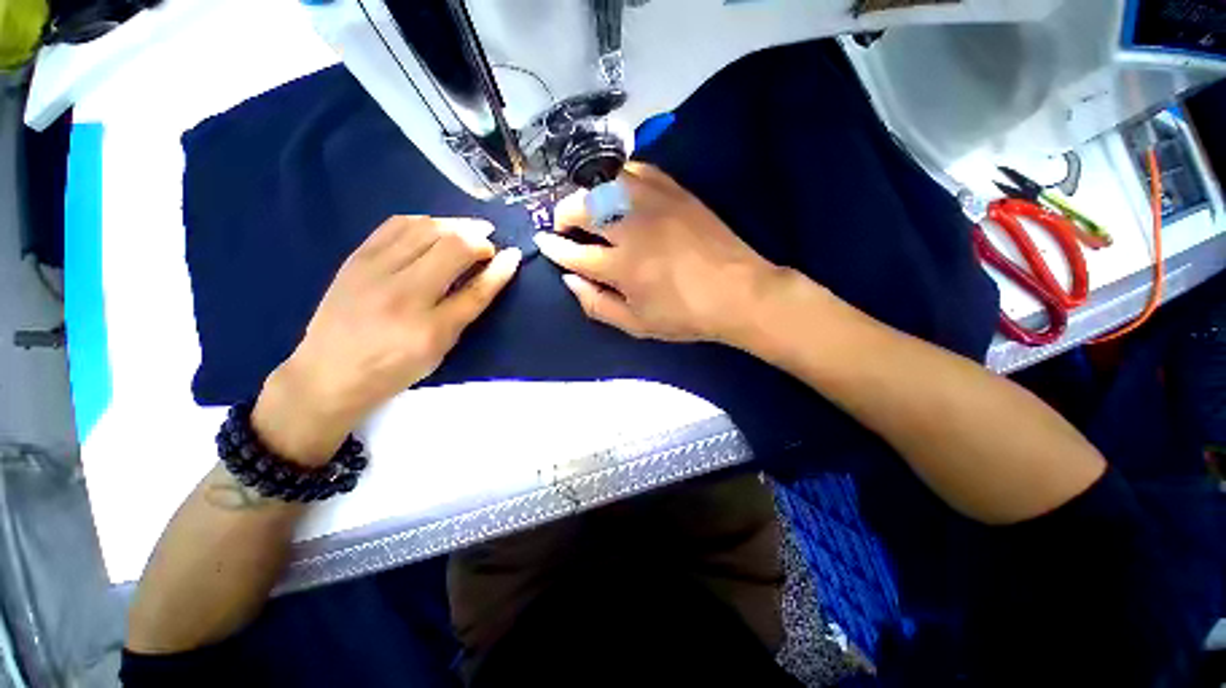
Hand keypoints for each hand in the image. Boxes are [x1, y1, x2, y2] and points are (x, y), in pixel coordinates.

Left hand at [253, 216, 520, 464]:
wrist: (328, 373)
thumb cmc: (395, 368)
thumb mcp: (440, 348)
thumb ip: (467, 308)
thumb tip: (492, 273)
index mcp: (429, 328)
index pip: (476, 289)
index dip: (500, 268)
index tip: (514, 254)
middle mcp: (403, 293)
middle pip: (453, 247)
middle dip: (479, 240)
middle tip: (488, 246)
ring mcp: (375, 270)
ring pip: (426, 228)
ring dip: (456, 225)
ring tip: (469, 231)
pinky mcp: (356, 257)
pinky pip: (396, 224)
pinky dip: (425, 221)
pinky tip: (436, 228)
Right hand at [534, 162, 786, 343]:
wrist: (739, 292)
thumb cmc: (686, 315)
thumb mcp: (637, 324)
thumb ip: (597, 304)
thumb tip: (569, 280)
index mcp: (622, 266)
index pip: (574, 253)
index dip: (554, 248)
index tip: (543, 243)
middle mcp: (633, 228)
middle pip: (583, 208)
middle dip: (563, 214)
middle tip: (562, 225)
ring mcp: (655, 203)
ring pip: (605, 183)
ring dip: (587, 193)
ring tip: (586, 208)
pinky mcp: (675, 191)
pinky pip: (637, 171)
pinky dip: (619, 178)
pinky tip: (617, 191)